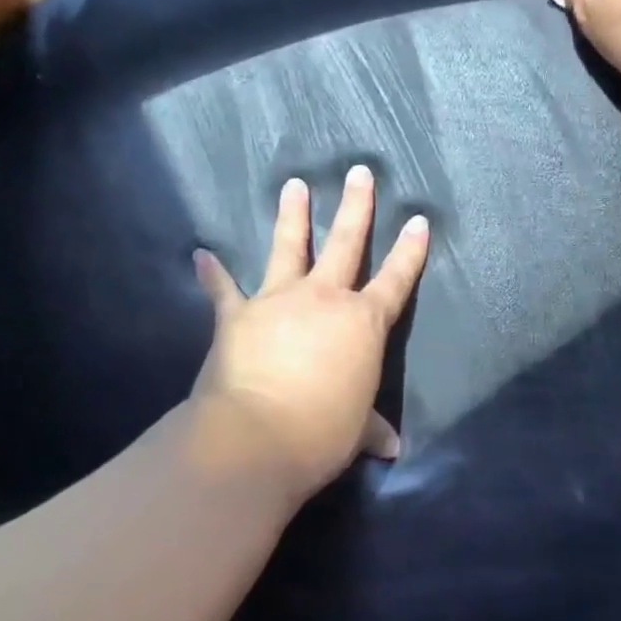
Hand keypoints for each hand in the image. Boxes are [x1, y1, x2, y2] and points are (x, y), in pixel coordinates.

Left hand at [191, 166, 428, 502]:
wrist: (256, 438)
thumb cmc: (321, 433)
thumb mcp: (356, 431)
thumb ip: (372, 429)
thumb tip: (392, 448)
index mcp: (363, 323)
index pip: (395, 279)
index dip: (410, 251)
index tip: (419, 220)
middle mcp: (324, 299)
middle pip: (345, 243)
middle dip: (355, 207)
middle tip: (359, 172)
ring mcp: (278, 300)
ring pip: (288, 247)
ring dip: (291, 216)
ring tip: (293, 184)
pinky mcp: (238, 315)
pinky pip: (223, 289)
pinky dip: (212, 274)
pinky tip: (201, 255)